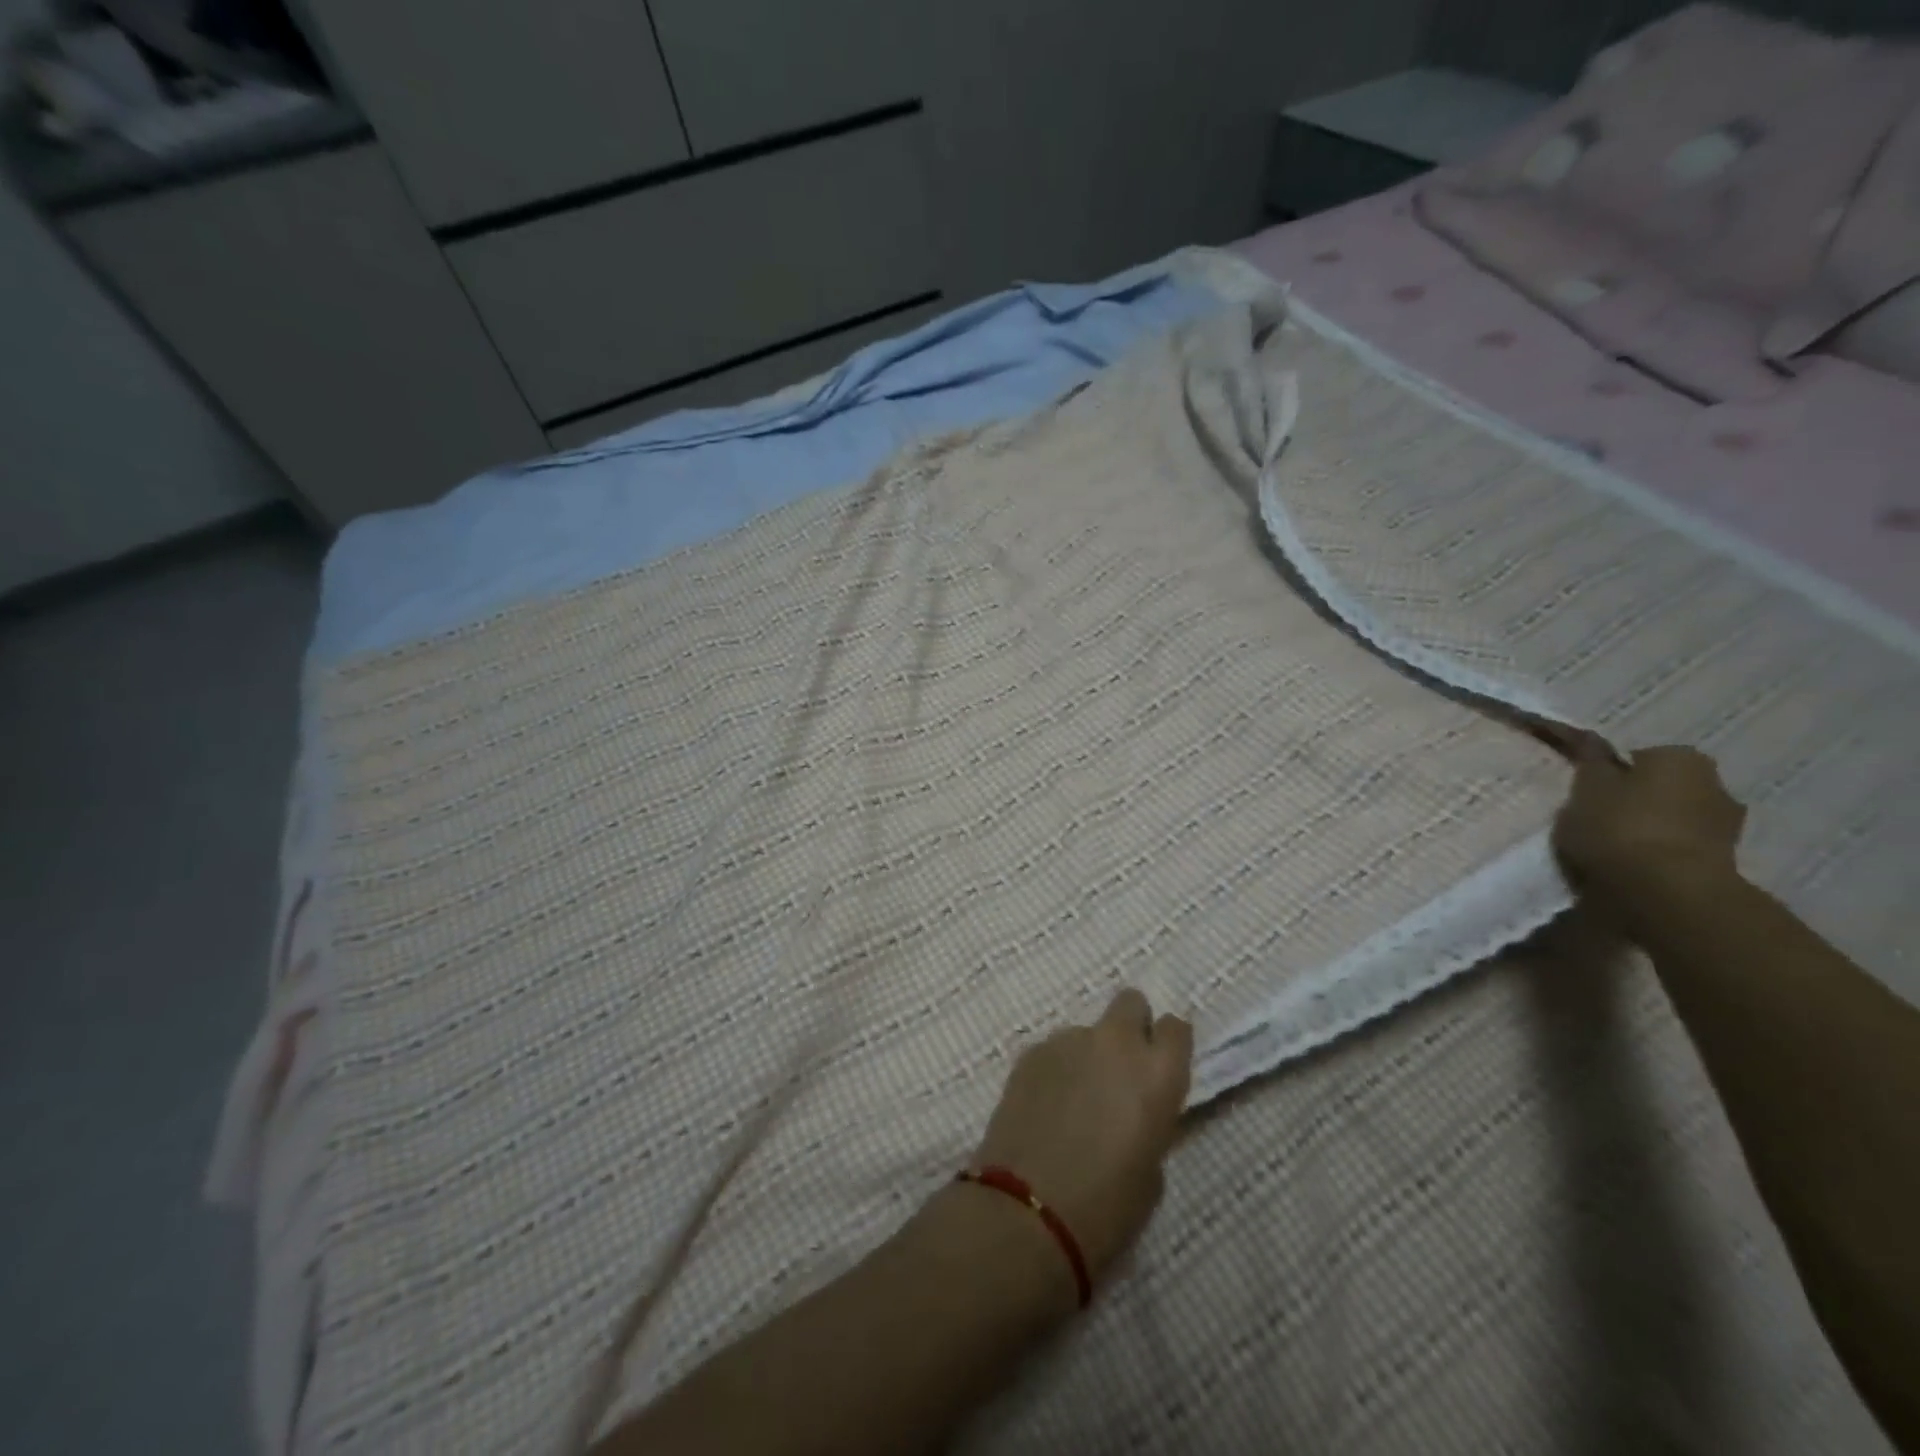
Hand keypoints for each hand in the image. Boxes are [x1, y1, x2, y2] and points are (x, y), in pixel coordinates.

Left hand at [968, 989, 1191, 1281]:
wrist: (1027, 1213)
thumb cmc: (1105, 1208)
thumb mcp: (1151, 1172)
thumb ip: (1149, 1122)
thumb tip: (1132, 1111)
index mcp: (1157, 1073)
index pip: (1176, 1028)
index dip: (1168, 1045)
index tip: (1160, 1068)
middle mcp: (1115, 1043)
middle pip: (1130, 1002)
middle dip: (1130, 1026)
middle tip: (1119, 1070)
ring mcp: (1067, 1041)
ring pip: (1086, 1031)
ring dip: (1087, 1055)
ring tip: (1073, 1102)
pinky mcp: (1029, 1052)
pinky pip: (1054, 1050)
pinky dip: (1055, 1070)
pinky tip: (1045, 1108)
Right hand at [1553, 743, 1746, 913]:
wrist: (1667, 891)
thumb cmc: (1620, 827)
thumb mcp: (1586, 788)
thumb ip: (1590, 762)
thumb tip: (1591, 739)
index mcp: (1681, 757)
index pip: (1639, 756)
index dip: (1611, 773)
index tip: (1589, 792)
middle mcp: (1715, 784)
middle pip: (1663, 787)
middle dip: (1638, 799)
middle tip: (1599, 819)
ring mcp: (1727, 826)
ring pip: (1675, 818)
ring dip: (1652, 827)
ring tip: (1614, 848)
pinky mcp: (1725, 862)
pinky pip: (1682, 847)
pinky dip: (1662, 853)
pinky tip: (1636, 867)